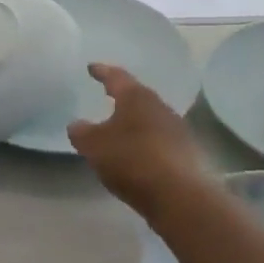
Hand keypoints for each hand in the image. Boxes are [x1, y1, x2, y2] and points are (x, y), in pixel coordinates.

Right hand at [68, 63, 205, 213]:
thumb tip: (77, 125)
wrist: (179, 195)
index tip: (92, 67)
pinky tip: (137, 154)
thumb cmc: (131, 160)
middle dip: (122, 97)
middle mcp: (159, 106)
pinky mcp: (186, 152)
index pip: (116, 77)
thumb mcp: (94, 146)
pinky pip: (159, 140)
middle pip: (137, 96)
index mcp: (136, 97)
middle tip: (107, 96)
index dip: (101, 72)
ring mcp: (177, 129)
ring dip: (135, 121)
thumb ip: (81, 132)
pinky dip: (145, 142)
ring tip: (120, 128)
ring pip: (150, 118)